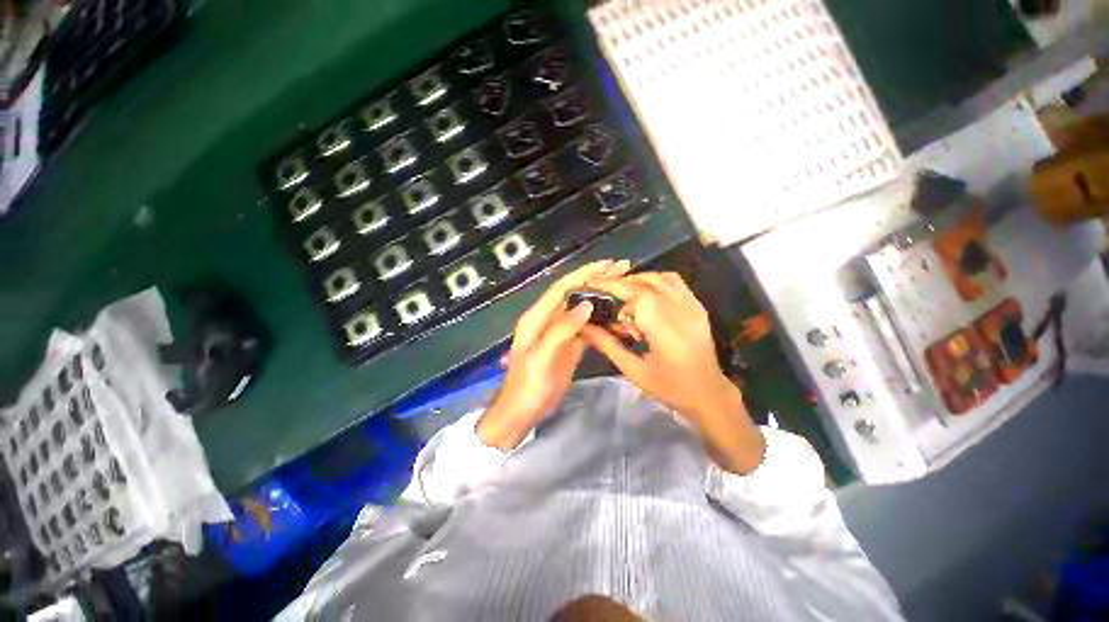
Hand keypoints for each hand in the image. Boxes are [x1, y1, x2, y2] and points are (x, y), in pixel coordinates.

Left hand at [477, 259, 630, 449]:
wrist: (522, 411)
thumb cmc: (528, 385)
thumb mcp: (542, 357)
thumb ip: (561, 329)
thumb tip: (586, 305)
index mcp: (537, 317)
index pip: (563, 288)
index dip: (584, 274)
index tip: (608, 264)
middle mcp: (549, 319)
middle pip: (575, 294)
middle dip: (597, 280)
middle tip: (624, 268)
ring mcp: (560, 332)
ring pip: (584, 309)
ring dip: (603, 298)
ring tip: (625, 288)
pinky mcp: (569, 345)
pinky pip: (587, 328)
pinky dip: (602, 320)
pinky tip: (617, 317)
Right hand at [581, 272, 765, 473]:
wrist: (709, 394)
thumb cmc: (669, 387)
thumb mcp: (633, 370)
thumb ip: (607, 345)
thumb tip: (584, 328)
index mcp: (662, 327)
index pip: (634, 293)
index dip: (611, 285)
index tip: (593, 285)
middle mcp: (679, 310)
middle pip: (645, 282)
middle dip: (621, 283)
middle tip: (603, 292)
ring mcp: (691, 306)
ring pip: (660, 278)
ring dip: (638, 280)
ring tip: (623, 294)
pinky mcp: (698, 307)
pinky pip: (675, 282)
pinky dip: (656, 281)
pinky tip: (646, 294)